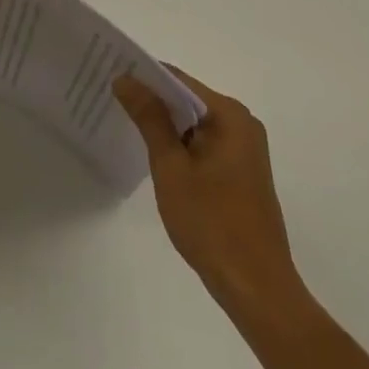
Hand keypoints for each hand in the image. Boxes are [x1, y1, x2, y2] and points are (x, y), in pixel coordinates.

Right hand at [114, 66, 311, 323]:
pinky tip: (156, 155)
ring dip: (164, 125)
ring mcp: (245, 149)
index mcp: (229, 115)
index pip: (177, 79)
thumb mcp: (171, 167)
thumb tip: (125, 78)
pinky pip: (203, 143)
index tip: (110, 76)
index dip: (142, 76)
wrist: (259, 292)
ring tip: (126, 123)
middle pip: (186, 99)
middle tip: (112, 99)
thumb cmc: (212, 224)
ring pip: (194, 123)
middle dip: (152, 100)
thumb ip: (149, 118)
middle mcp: (242, 123)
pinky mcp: (242, 172)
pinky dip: (180, 145)